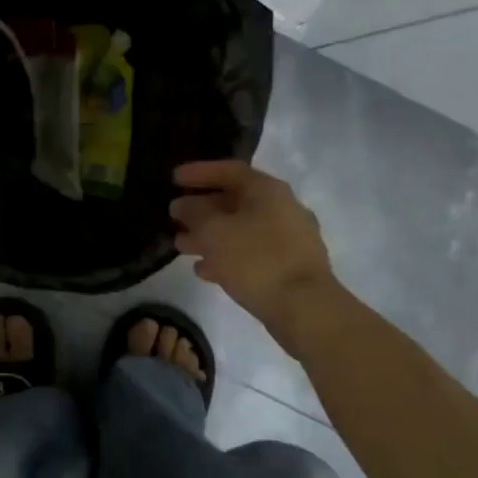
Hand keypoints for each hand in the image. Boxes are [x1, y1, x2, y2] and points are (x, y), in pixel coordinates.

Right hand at [171, 161, 337, 335]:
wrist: (305, 308)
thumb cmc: (256, 260)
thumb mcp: (214, 232)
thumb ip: (193, 212)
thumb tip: (182, 204)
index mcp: (267, 190)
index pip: (229, 170)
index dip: (199, 172)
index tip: (173, 179)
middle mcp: (282, 208)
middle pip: (235, 201)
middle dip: (201, 209)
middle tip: (174, 217)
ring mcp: (289, 238)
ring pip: (241, 229)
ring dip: (209, 235)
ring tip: (181, 246)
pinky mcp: (289, 266)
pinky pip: (251, 253)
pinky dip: (226, 256)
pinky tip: (205, 271)